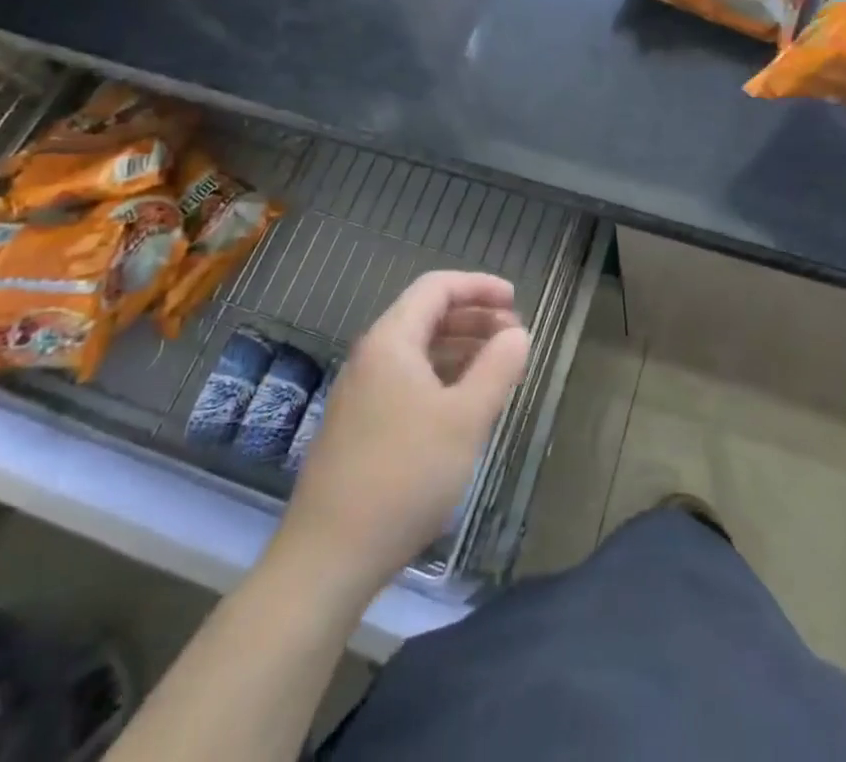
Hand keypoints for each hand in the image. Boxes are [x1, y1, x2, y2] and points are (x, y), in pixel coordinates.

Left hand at [281, 270, 529, 592]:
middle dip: (474, 318)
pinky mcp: (358, 427)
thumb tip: (518, 335)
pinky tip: (463, 405)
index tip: (516, 300)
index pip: (437, 287)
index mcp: (392, 341)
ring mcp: (360, 393)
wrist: (327, 558)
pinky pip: (407, 381)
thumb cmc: (405, 476)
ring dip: (460, 349)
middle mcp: (371, 357)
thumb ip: (497, 368)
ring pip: (418, 351)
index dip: (480, 286)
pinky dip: (442, 378)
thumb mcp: (466, 419)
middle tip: (514, 337)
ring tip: (498, 369)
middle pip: (427, 316)